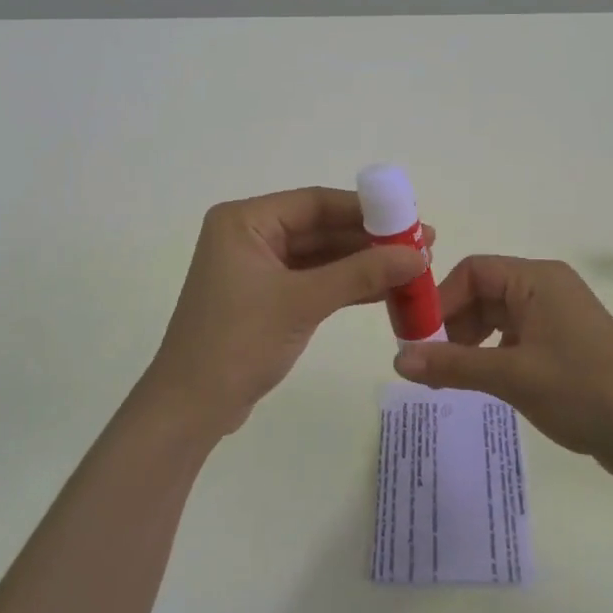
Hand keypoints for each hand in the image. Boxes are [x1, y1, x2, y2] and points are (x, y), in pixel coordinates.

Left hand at [143, 188, 430, 438]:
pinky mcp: (266, 297)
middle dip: (369, 239)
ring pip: (320, 256)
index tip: (410, 218)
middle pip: (319, 227)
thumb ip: (360, 274)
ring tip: (412, 268)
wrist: (190, 410)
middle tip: (421, 245)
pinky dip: (346, 286)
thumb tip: (418, 255)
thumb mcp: (303, 302)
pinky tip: (385, 291)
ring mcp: (256, 268)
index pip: (314, 202)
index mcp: (244, 220)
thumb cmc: (238, 342)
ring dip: (362, 264)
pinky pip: (313, 280)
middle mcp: (249, 235)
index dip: (365, 210)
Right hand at [394, 256, 612, 485]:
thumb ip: (453, 365)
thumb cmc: (583, 391)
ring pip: (497, 318)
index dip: (442, 300)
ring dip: (470, 342)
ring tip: (451, 378)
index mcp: (537, 279)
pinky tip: (483, 383)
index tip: (418, 338)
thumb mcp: (512, 376)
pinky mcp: (564, 346)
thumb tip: (398, 361)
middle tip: (429, 364)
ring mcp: (557, 318)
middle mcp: (546, 289)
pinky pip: (515, 338)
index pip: (473, 271)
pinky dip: (492, 355)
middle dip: (453, 324)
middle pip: (483, 293)